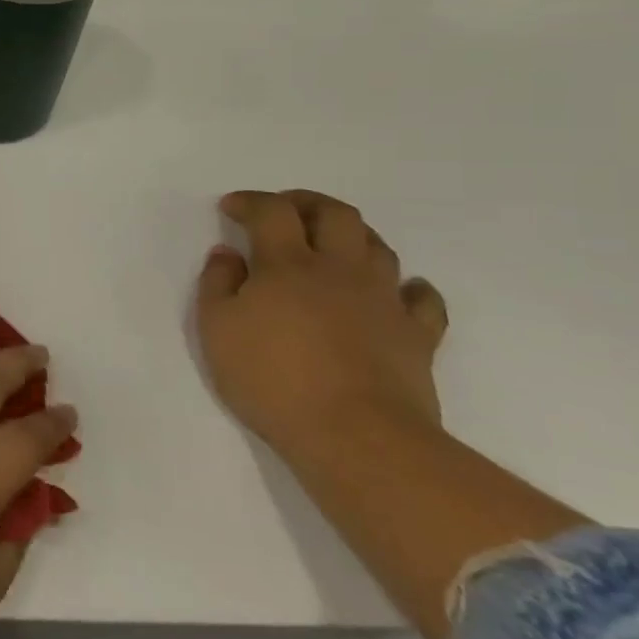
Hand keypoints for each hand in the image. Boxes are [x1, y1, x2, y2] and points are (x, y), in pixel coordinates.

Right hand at [196, 189, 449, 457]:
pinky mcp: (418, 335)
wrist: (356, 436)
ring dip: (351, 236)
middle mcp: (340, 270)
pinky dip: (407, 286)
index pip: (272, 212)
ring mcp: (385, 301)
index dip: (250, 202)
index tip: (230, 208)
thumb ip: (217, 283)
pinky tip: (392, 292)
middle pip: (335, 215)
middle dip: (306, 203)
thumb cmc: (271, 378)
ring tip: (329, 247)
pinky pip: (422, 298)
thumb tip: (228, 254)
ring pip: (378, 247)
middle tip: (283, 211)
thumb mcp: (216, 329)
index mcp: (287, 265)